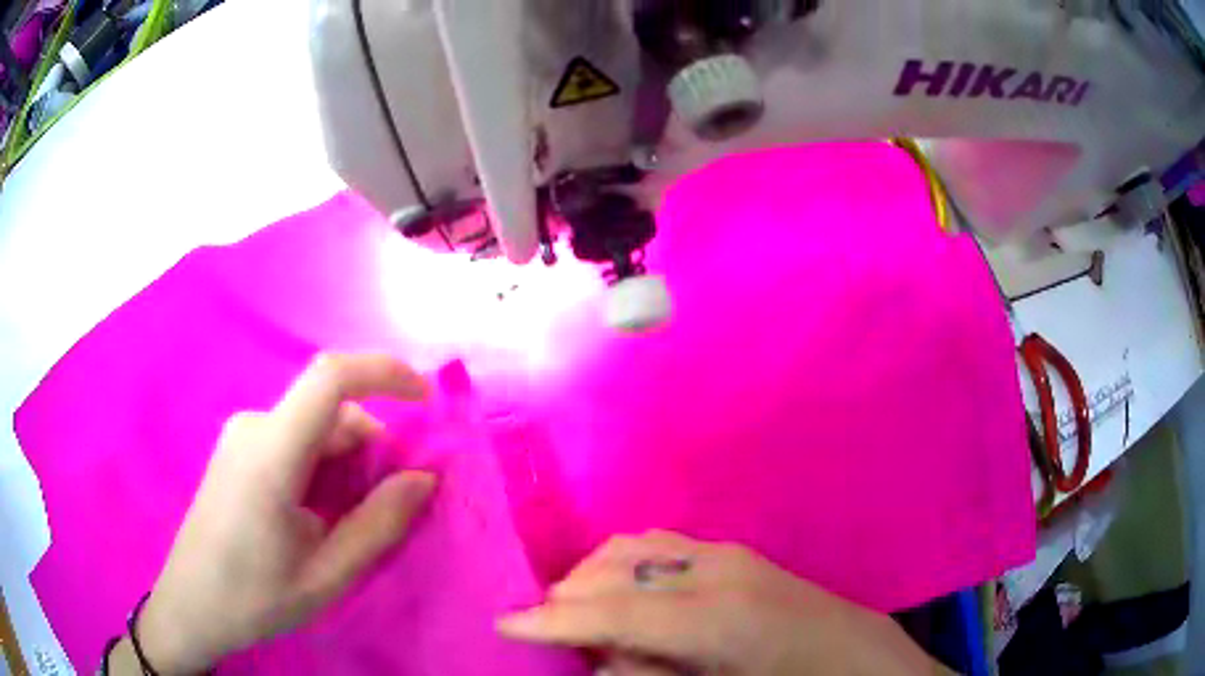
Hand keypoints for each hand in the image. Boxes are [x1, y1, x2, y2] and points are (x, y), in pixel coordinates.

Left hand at [120, 354, 434, 673]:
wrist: (191, 604)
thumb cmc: (254, 597)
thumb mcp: (326, 574)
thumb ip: (378, 524)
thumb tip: (424, 479)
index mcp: (270, 454)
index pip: (331, 377)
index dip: (384, 372)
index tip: (425, 399)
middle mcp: (254, 427)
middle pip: (329, 413)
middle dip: (372, 450)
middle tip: (389, 510)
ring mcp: (241, 436)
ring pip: (314, 429)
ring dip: (347, 465)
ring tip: (347, 526)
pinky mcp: (238, 450)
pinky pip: (294, 440)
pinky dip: (323, 467)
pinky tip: (318, 516)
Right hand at [498, 531, 951, 675]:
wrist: (856, 658)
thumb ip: (649, 674)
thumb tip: (599, 657)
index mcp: (717, 617)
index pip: (614, 611)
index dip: (552, 619)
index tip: (504, 624)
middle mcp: (717, 570)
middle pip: (615, 570)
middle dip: (569, 600)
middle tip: (547, 631)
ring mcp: (727, 554)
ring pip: (631, 548)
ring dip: (594, 577)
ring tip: (579, 613)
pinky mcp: (733, 552)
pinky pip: (657, 547)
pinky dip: (623, 566)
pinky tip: (622, 594)